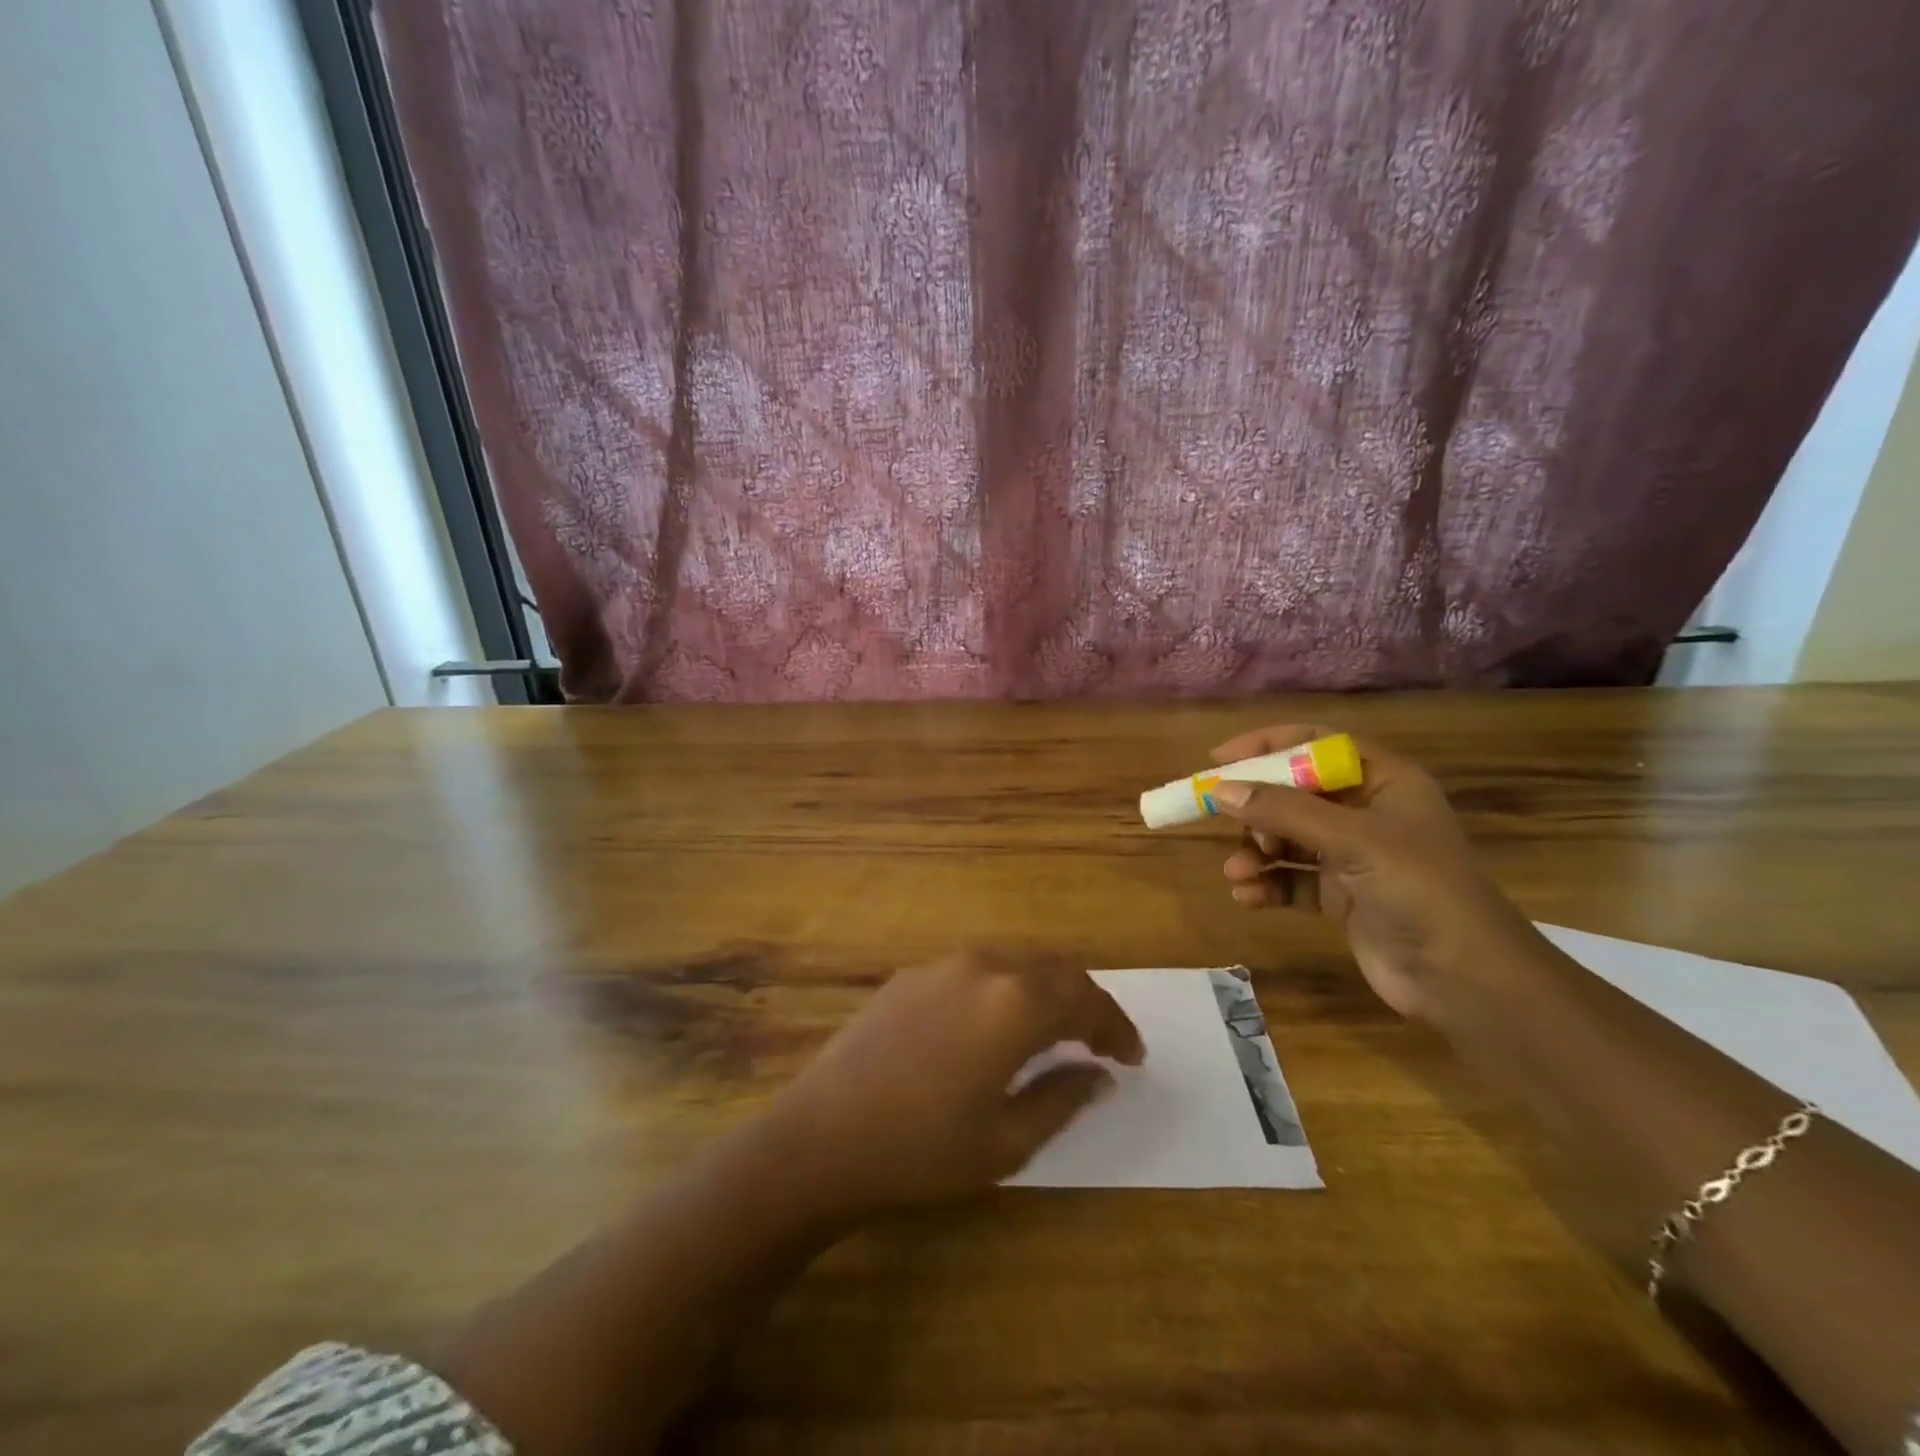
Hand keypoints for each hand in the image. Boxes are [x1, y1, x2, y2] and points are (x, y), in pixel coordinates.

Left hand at [766, 949, 1143, 1214]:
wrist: (820, 1137)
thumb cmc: (922, 1150)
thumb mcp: (1006, 1140)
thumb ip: (1062, 1098)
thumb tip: (1099, 1074)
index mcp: (1014, 1004)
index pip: (1084, 1000)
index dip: (1115, 1026)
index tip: (1132, 1057)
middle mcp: (983, 967)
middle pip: (1053, 971)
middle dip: (1085, 1003)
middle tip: (1101, 1042)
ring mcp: (942, 965)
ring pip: (1014, 964)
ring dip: (1044, 991)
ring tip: (1055, 1032)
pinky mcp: (911, 975)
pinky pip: (976, 971)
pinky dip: (1004, 990)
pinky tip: (996, 1025)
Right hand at [1210, 723, 1535, 1022]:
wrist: (1465, 980)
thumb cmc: (1419, 890)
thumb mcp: (1352, 840)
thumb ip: (1283, 811)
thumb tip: (1219, 790)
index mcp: (1384, 782)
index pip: (1316, 745)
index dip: (1267, 747)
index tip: (1218, 761)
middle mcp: (1367, 813)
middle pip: (1295, 793)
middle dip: (1257, 809)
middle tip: (1224, 822)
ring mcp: (1354, 856)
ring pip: (1288, 837)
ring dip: (1257, 850)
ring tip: (1237, 871)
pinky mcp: (1343, 896)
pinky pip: (1292, 878)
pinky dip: (1268, 883)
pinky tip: (1247, 896)